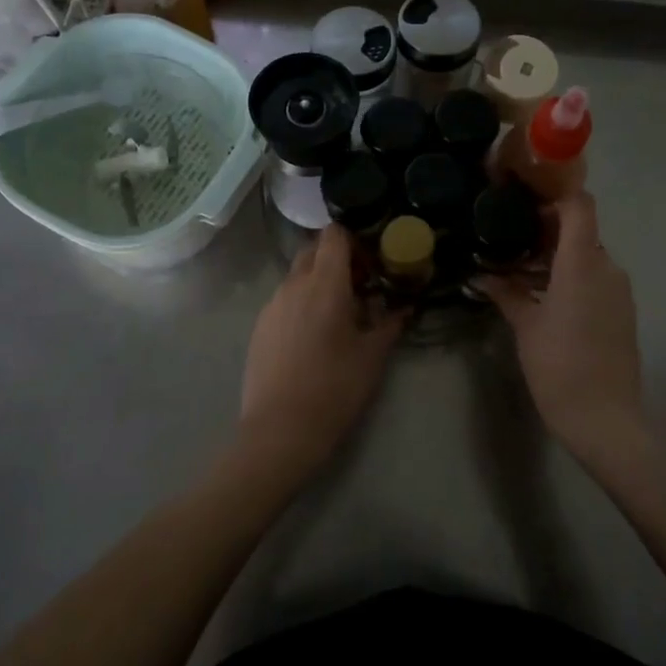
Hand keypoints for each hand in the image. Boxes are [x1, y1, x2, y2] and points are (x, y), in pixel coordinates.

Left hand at [238, 224, 406, 480]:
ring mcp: (272, 304)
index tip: (371, 263)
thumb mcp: (373, 356)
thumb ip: (390, 323)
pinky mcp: (260, 326)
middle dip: (337, 259)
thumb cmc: (334, 388)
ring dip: (318, 282)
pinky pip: (285, 299)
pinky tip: (313, 337)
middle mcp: (294, 284)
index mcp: (324, 283)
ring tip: (338, 315)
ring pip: (297, 275)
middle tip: (360, 287)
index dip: (354, 240)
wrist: (279, 431)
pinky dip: (302, 303)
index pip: (334, 234)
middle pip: (314, 250)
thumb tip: (405, 307)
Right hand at [476, 193, 643, 456]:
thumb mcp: (525, 326)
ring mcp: (619, 290)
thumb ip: (505, 293)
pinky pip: (597, 279)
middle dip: (548, 231)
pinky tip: (545, 297)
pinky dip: (573, 277)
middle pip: (581, 231)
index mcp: (583, 262)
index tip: (526, 200)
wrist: (605, 419)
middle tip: (511, 239)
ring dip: (558, 258)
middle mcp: (607, 267)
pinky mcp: (623, 311)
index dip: (556, 195)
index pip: (580, 206)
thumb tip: (480, 275)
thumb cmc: (559, 365)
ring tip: (522, 271)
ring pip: (588, 257)